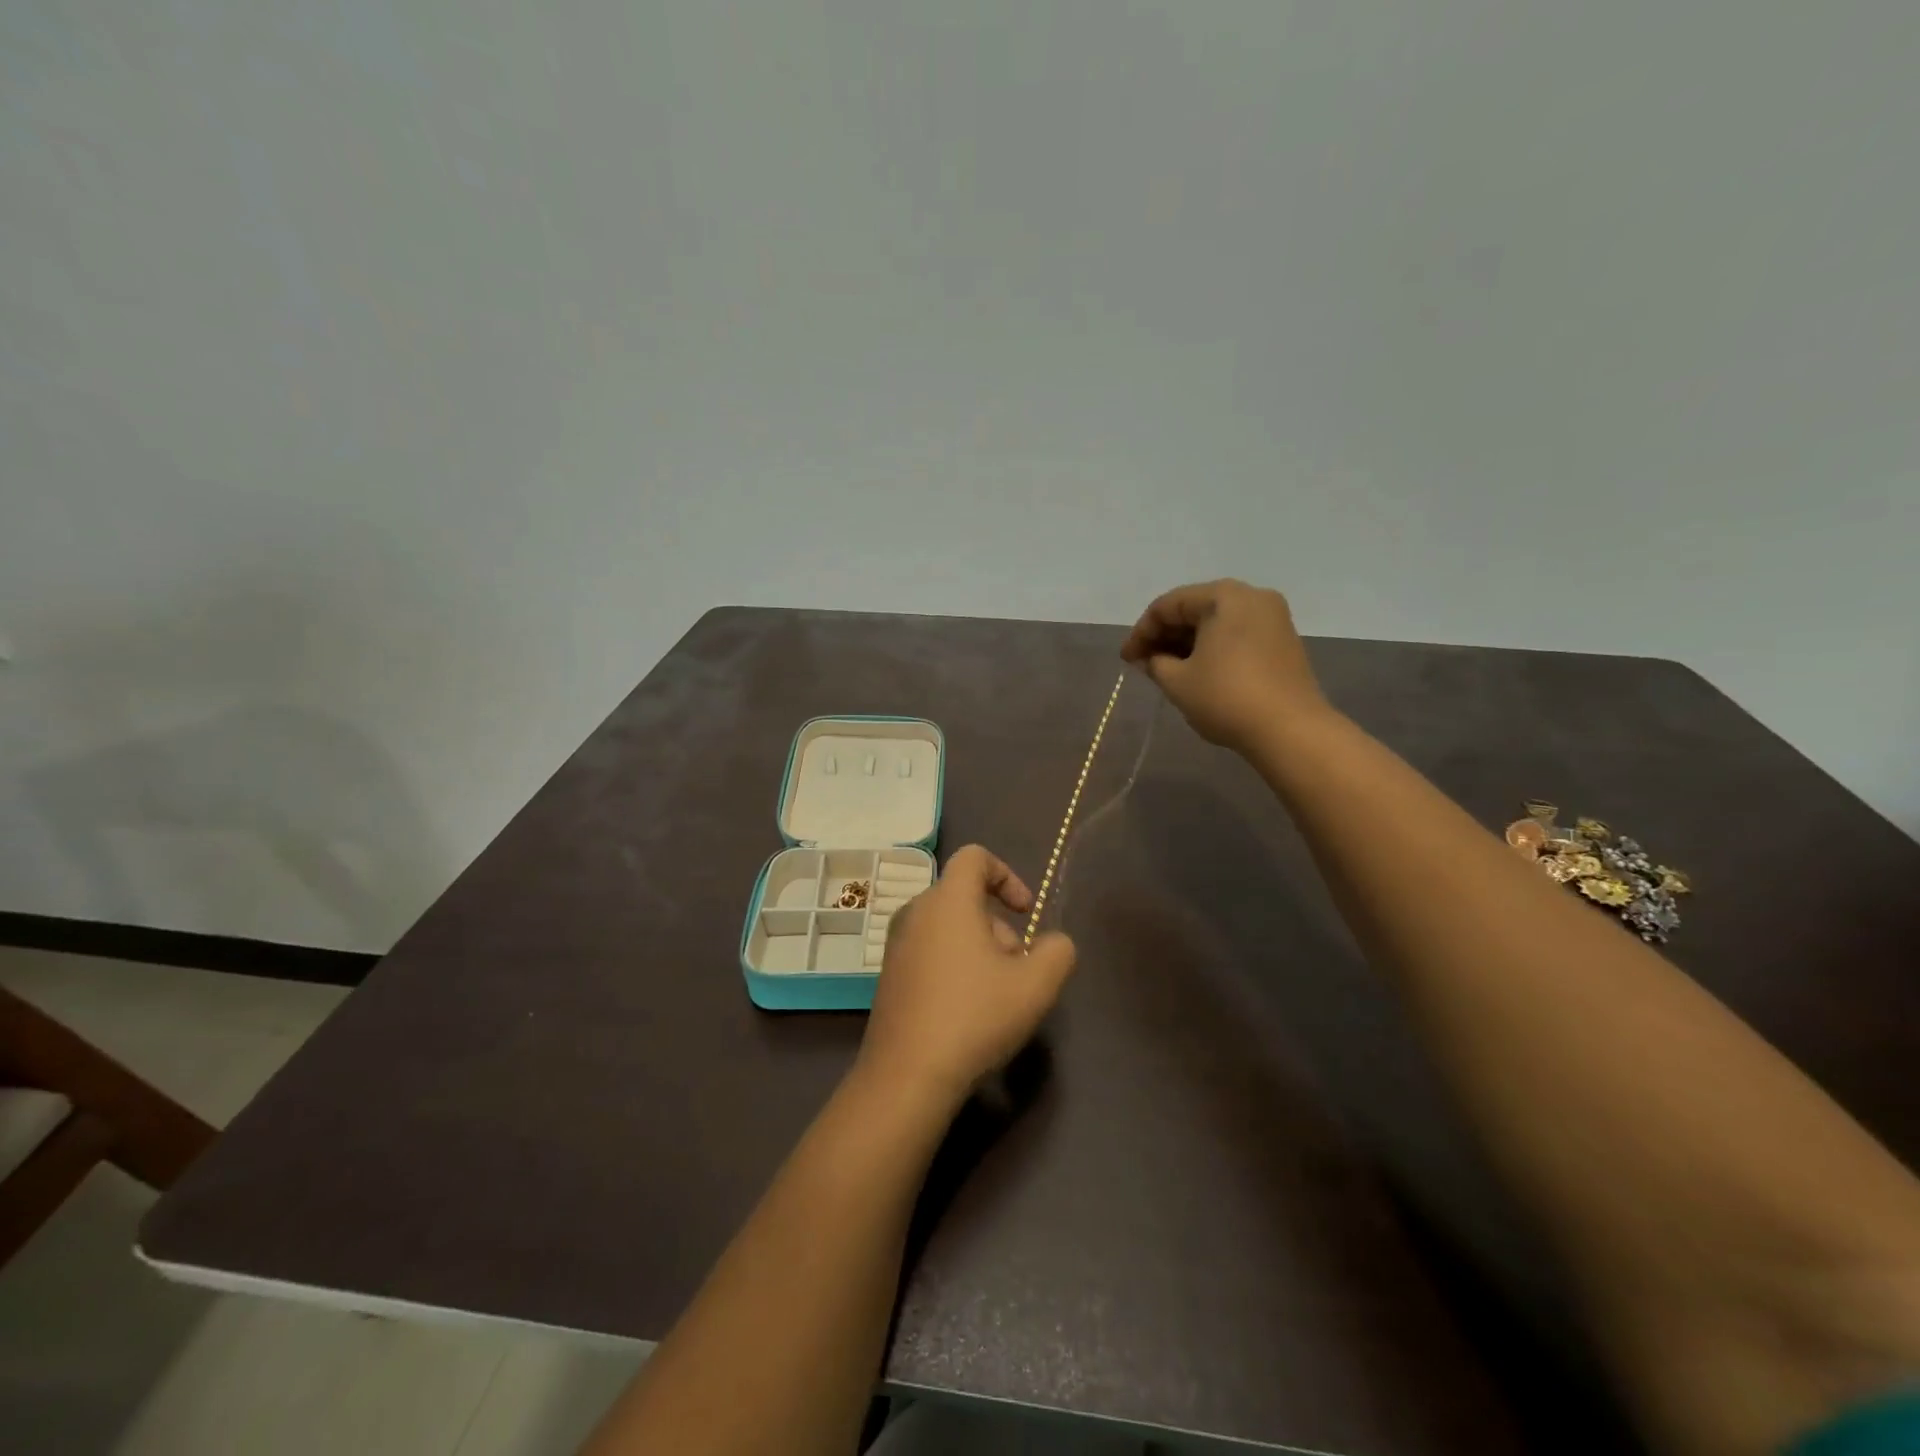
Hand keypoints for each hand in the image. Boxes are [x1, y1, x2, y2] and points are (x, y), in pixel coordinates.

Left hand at [857, 845, 1076, 1111]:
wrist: (907, 1075)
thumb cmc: (974, 1016)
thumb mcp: (1036, 985)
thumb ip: (1057, 952)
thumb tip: (1054, 944)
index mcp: (947, 900)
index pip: (975, 857)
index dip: (1008, 875)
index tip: (1027, 913)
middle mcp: (916, 912)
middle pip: (965, 896)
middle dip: (999, 925)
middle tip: (1017, 967)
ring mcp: (897, 944)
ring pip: (949, 927)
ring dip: (979, 948)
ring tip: (997, 994)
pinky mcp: (890, 975)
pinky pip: (930, 951)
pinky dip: (955, 964)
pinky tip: (967, 1010)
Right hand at [1120, 579, 1330, 752]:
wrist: (1290, 730)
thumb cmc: (1226, 698)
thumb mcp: (1178, 682)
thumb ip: (1155, 663)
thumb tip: (1149, 659)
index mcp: (1224, 596)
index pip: (1168, 605)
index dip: (1141, 632)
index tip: (1126, 660)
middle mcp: (1251, 596)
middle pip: (1194, 608)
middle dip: (1165, 636)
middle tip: (1142, 664)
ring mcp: (1272, 618)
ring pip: (1216, 623)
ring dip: (1187, 643)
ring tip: (1166, 671)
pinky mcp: (1283, 641)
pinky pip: (1236, 635)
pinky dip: (1212, 648)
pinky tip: (1196, 672)